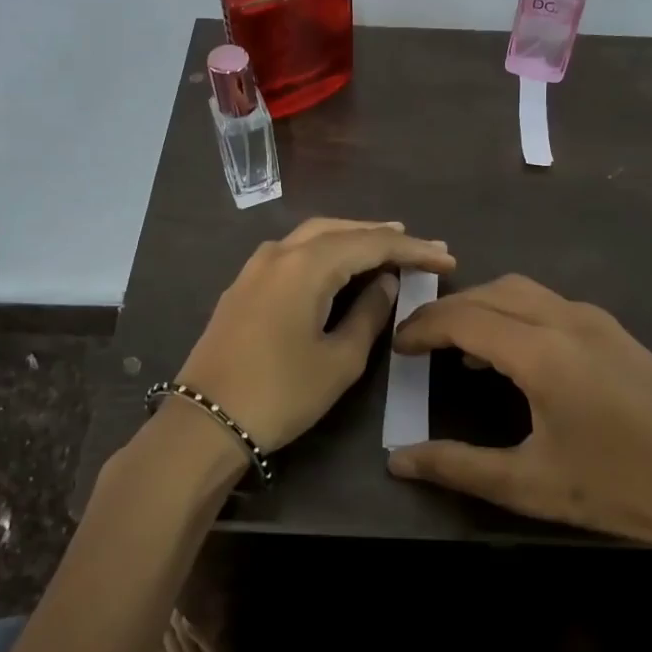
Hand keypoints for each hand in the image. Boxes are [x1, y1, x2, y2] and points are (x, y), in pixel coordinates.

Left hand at [175, 218, 456, 453]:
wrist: (205, 422)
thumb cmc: (281, 394)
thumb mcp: (339, 360)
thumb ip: (368, 314)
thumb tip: (386, 283)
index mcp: (306, 265)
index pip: (371, 244)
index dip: (412, 249)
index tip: (446, 258)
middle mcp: (279, 252)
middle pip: (340, 229)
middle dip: (382, 235)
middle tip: (420, 246)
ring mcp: (255, 266)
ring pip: (313, 236)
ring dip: (351, 238)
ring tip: (386, 245)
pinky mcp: (243, 284)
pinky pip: (292, 252)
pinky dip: (323, 250)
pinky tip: (338, 264)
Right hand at [385, 275, 651, 638]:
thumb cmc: (620, 487)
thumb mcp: (530, 485)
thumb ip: (457, 466)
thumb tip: (397, 460)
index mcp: (542, 350)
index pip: (463, 318)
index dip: (422, 327)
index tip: (396, 347)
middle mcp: (566, 318)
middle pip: (490, 292)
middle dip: (447, 310)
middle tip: (418, 343)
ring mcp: (596, 320)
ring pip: (521, 291)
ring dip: (482, 307)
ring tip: (457, 347)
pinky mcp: (615, 331)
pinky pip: (547, 303)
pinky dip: (513, 313)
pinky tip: (512, 355)